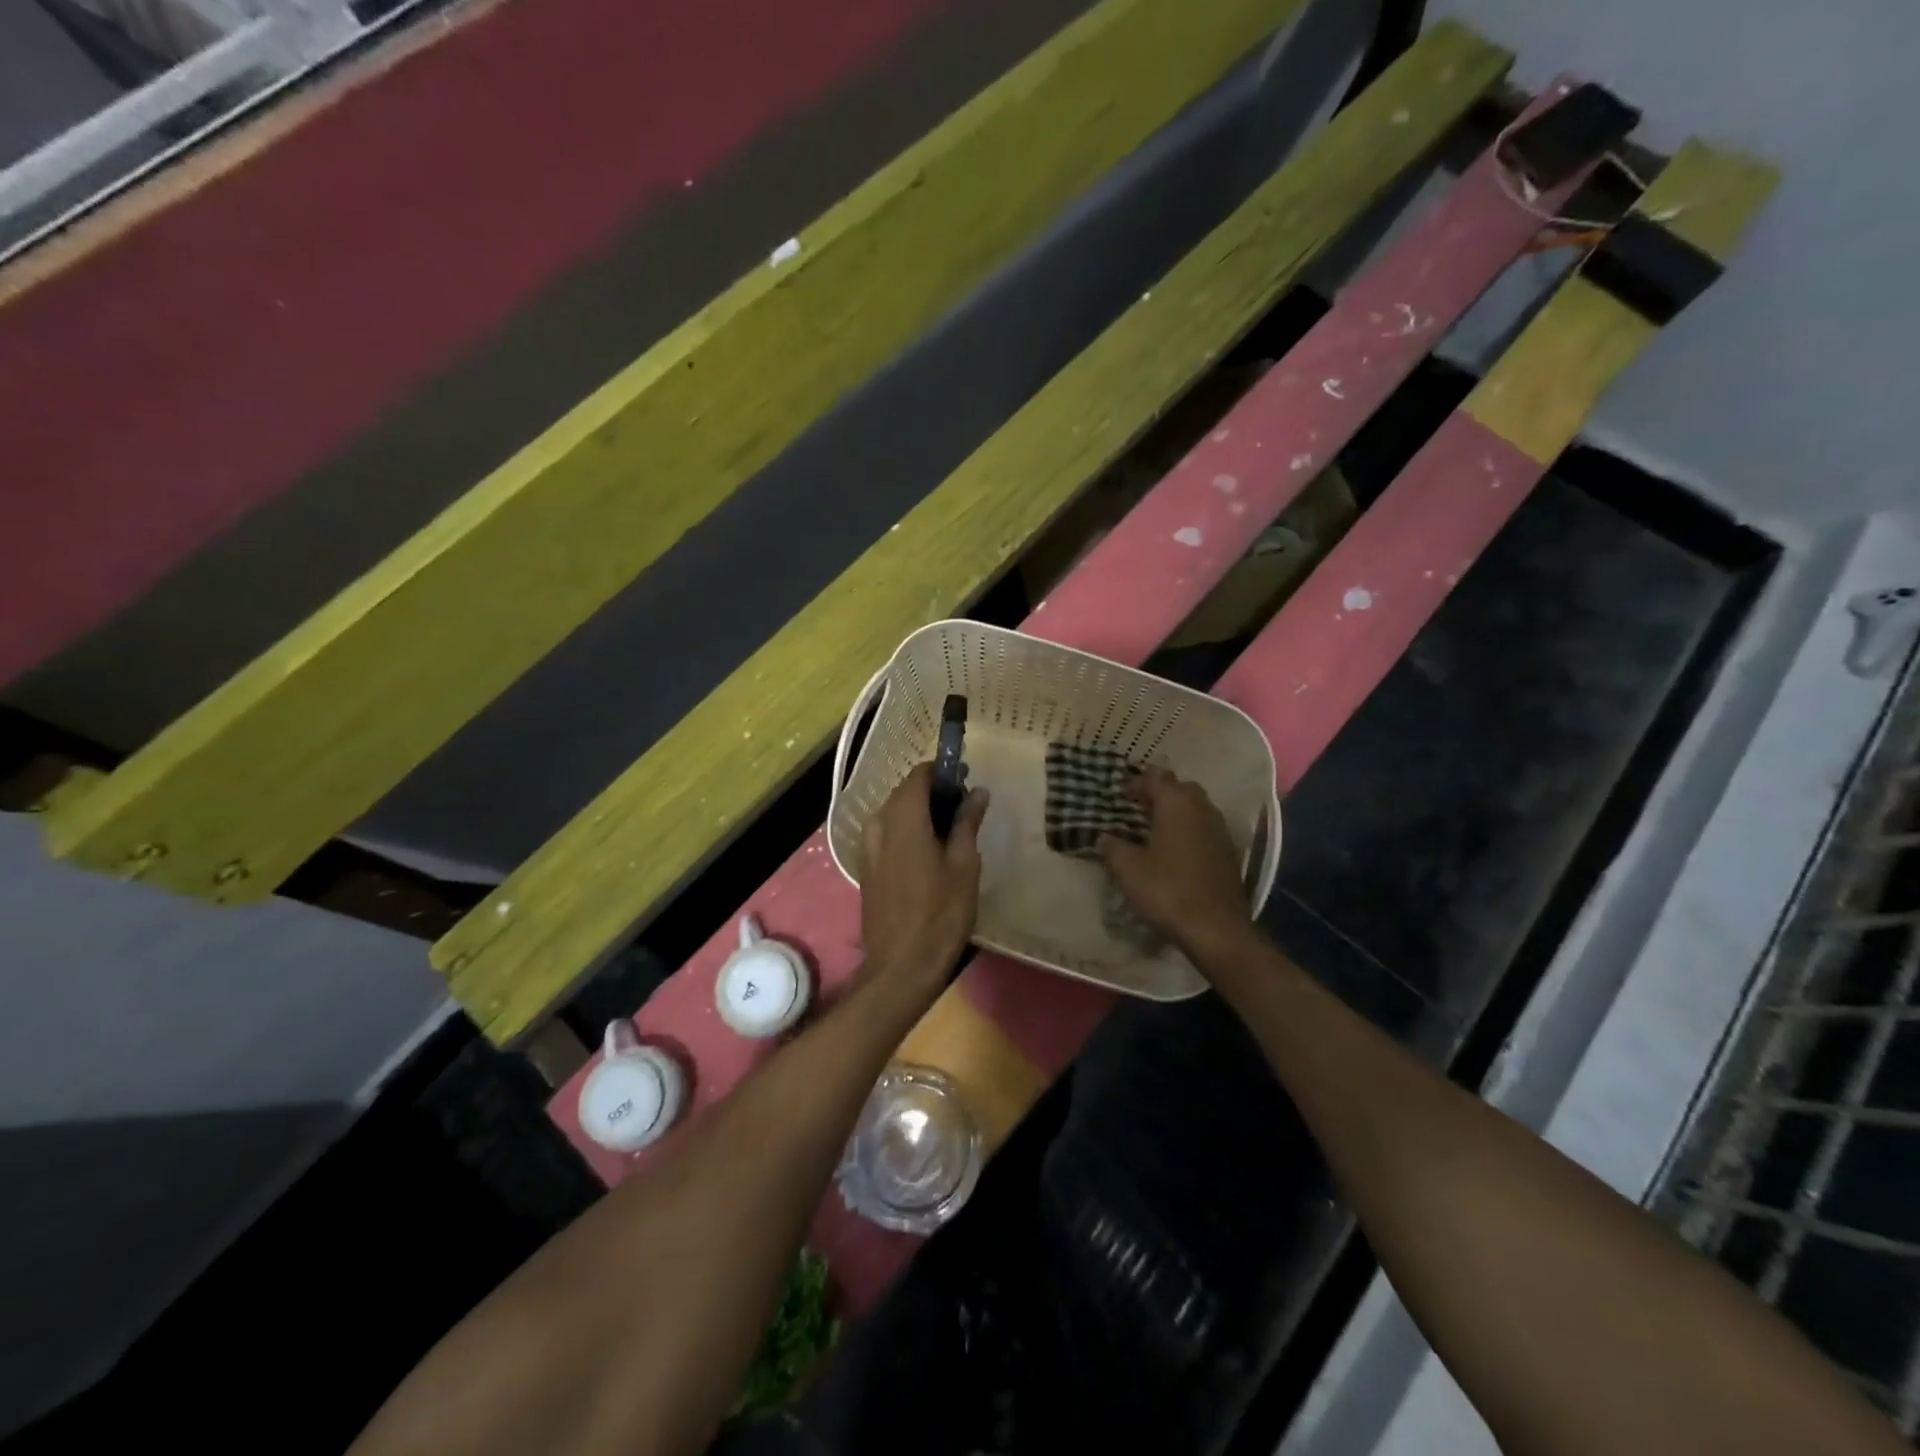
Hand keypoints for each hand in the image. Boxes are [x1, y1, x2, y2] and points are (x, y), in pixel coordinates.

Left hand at [859, 764, 989, 996]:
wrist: (900, 967)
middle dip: (931, 792)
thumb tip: (978, 792)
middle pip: (903, 793)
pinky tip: (925, 851)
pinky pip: (884, 833)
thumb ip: (967, 823)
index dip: (942, 772)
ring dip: (917, 812)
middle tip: (963, 808)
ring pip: (892, 813)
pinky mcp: (865, 867)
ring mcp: (867, 847)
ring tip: (947, 831)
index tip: (966, 782)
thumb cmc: (940, 916)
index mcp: (904, 821)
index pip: (918, 776)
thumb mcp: (964, 867)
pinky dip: (904, 830)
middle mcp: (879, 826)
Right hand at [1098, 768, 1256, 959]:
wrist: (1216, 929)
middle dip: (1159, 793)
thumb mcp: (1128, 869)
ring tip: (1154, 827)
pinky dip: (1188, 830)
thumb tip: (1102, 837)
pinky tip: (1174, 849)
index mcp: (1177, 804)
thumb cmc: (1167, 890)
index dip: (1134, 783)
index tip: (1118, 794)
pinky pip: (1204, 828)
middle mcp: (1202, 809)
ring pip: (1195, 808)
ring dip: (1175, 811)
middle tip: (1137, 807)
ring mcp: (1219, 830)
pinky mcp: (1228, 853)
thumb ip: (1112, 847)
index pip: (1154, 778)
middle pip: (1180, 788)